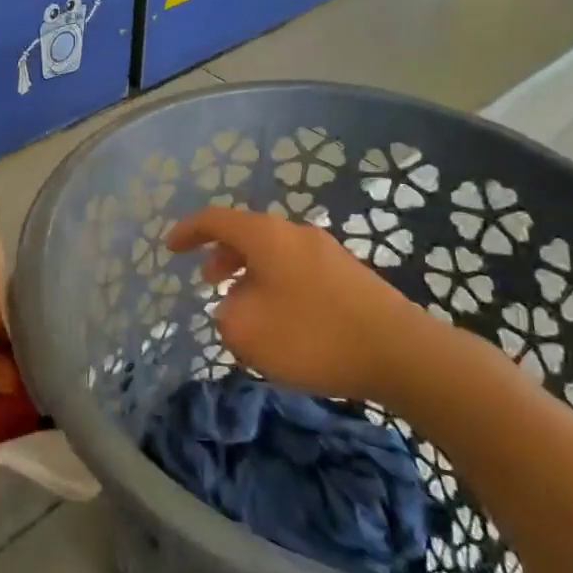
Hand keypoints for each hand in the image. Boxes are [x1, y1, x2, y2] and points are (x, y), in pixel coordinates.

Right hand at [165, 206, 443, 403]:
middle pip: (248, 233)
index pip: (216, 220)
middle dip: (222, 254)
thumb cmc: (313, 336)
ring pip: (275, 253)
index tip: (170, 247)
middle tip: (209, 281)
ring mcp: (328, 253)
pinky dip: (277, 284)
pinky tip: (284, 320)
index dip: (188, 231)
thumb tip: (235, 306)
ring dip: (250, 273)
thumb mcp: (248, 332)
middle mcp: (296, 234)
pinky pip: (298, 270)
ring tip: (245, 306)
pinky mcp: (351, 276)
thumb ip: (227, 315)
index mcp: (266, 237)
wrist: (402, 353)